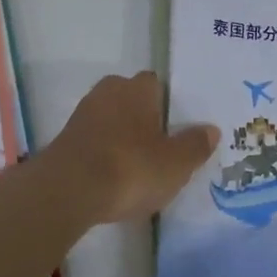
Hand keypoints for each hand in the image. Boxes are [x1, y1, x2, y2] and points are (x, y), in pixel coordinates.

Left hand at [49, 71, 219, 224]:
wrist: (67, 192)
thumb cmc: (130, 168)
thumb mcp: (176, 163)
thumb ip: (195, 145)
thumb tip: (211, 129)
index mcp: (138, 88)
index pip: (157, 84)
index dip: (168, 105)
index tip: (178, 129)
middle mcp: (109, 91)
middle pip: (133, 100)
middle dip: (144, 119)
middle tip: (161, 148)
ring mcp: (83, 115)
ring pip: (112, 120)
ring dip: (123, 138)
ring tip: (138, 168)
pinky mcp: (66, 140)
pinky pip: (94, 141)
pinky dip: (104, 154)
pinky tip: (113, 178)